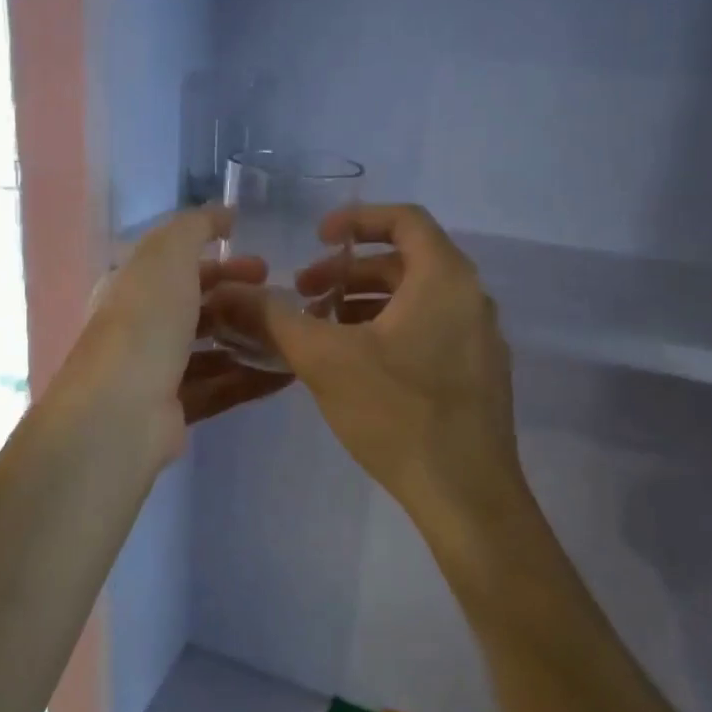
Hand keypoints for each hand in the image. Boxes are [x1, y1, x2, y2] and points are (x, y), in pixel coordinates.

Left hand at [61, 206, 292, 465]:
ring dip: (251, 340)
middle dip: (241, 301)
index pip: (179, 268)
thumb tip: (224, 213)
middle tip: (284, 300)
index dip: (221, 262)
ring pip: (212, 351)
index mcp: (132, 288)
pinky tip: (289, 372)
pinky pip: (222, 388)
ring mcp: (158, 372)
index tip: (264, 264)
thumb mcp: (167, 255)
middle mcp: (141, 328)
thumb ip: (196, 227)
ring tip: (293, 334)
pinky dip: (253, 379)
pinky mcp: (177, 411)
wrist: (122, 410)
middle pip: (198, 309)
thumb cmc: (144, 322)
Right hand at [244, 204, 526, 534]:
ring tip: (322, 330)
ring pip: (417, 300)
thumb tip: (231, 293)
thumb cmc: (396, 413)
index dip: (357, 219)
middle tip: (306, 293)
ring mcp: (480, 339)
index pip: (405, 219)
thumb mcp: (324, 359)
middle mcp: (471, 299)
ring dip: (366, 303)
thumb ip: (275, 318)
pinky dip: (390, 329)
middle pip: (406, 262)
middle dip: (350, 272)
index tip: (317, 237)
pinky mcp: (478, 374)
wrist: (463, 493)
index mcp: (445, 279)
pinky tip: (356, 365)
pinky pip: (430, 330)